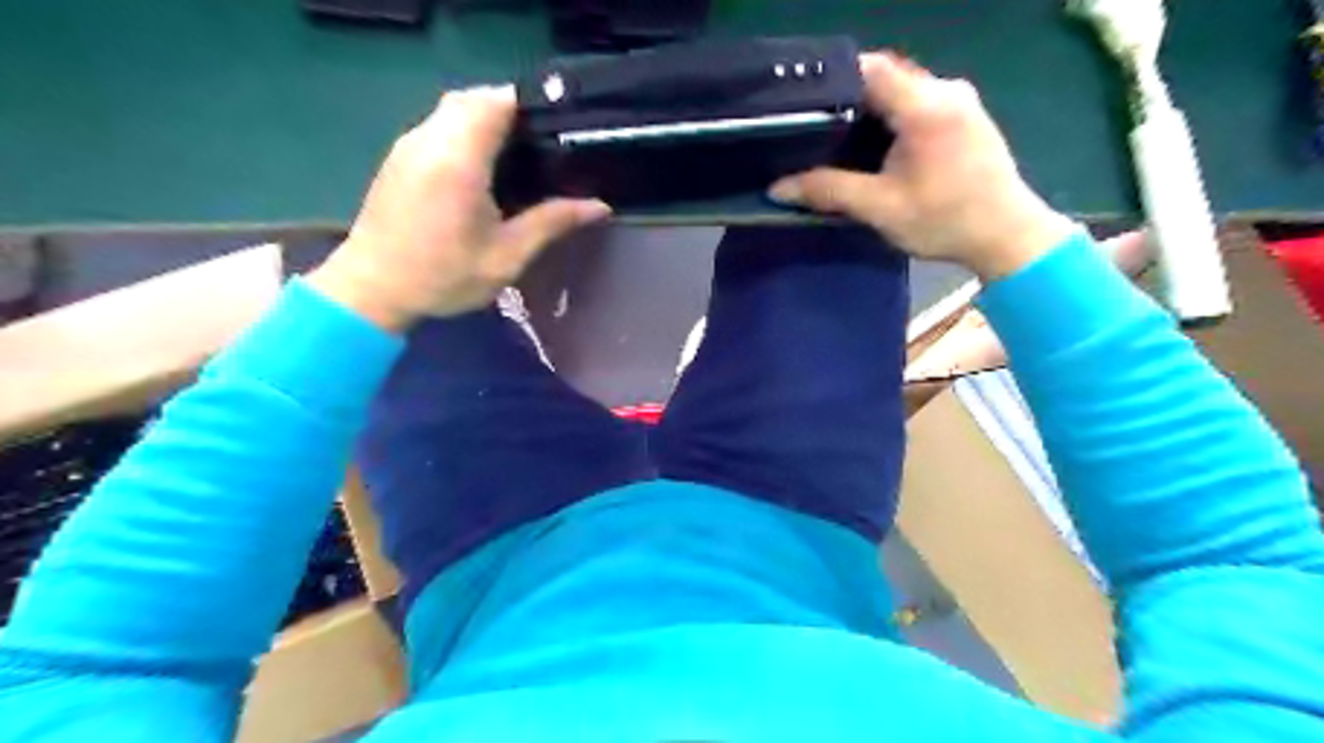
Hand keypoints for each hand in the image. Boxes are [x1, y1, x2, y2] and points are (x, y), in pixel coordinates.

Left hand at [307, 85, 607, 331]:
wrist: (371, 290)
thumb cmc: (443, 276)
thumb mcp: (507, 256)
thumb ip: (552, 223)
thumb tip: (600, 207)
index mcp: (459, 159)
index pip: (496, 101)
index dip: (530, 105)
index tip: (557, 129)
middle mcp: (430, 140)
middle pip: (473, 98)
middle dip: (510, 110)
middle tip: (541, 145)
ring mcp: (409, 145)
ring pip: (452, 108)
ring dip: (485, 119)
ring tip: (517, 156)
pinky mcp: (399, 158)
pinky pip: (438, 126)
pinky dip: (464, 131)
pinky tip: (483, 169)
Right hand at [772, 48, 1080, 279]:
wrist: (1007, 236)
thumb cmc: (944, 221)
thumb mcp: (879, 208)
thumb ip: (828, 191)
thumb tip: (777, 187)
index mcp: (926, 106)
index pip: (870, 69)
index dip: (832, 81)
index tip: (803, 106)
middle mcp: (945, 90)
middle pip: (885, 77)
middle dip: (848, 99)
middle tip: (814, 129)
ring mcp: (961, 100)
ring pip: (902, 90)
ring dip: (870, 111)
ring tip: (838, 139)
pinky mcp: (966, 116)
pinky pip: (919, 102)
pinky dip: (892, 118)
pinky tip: (875, 147)